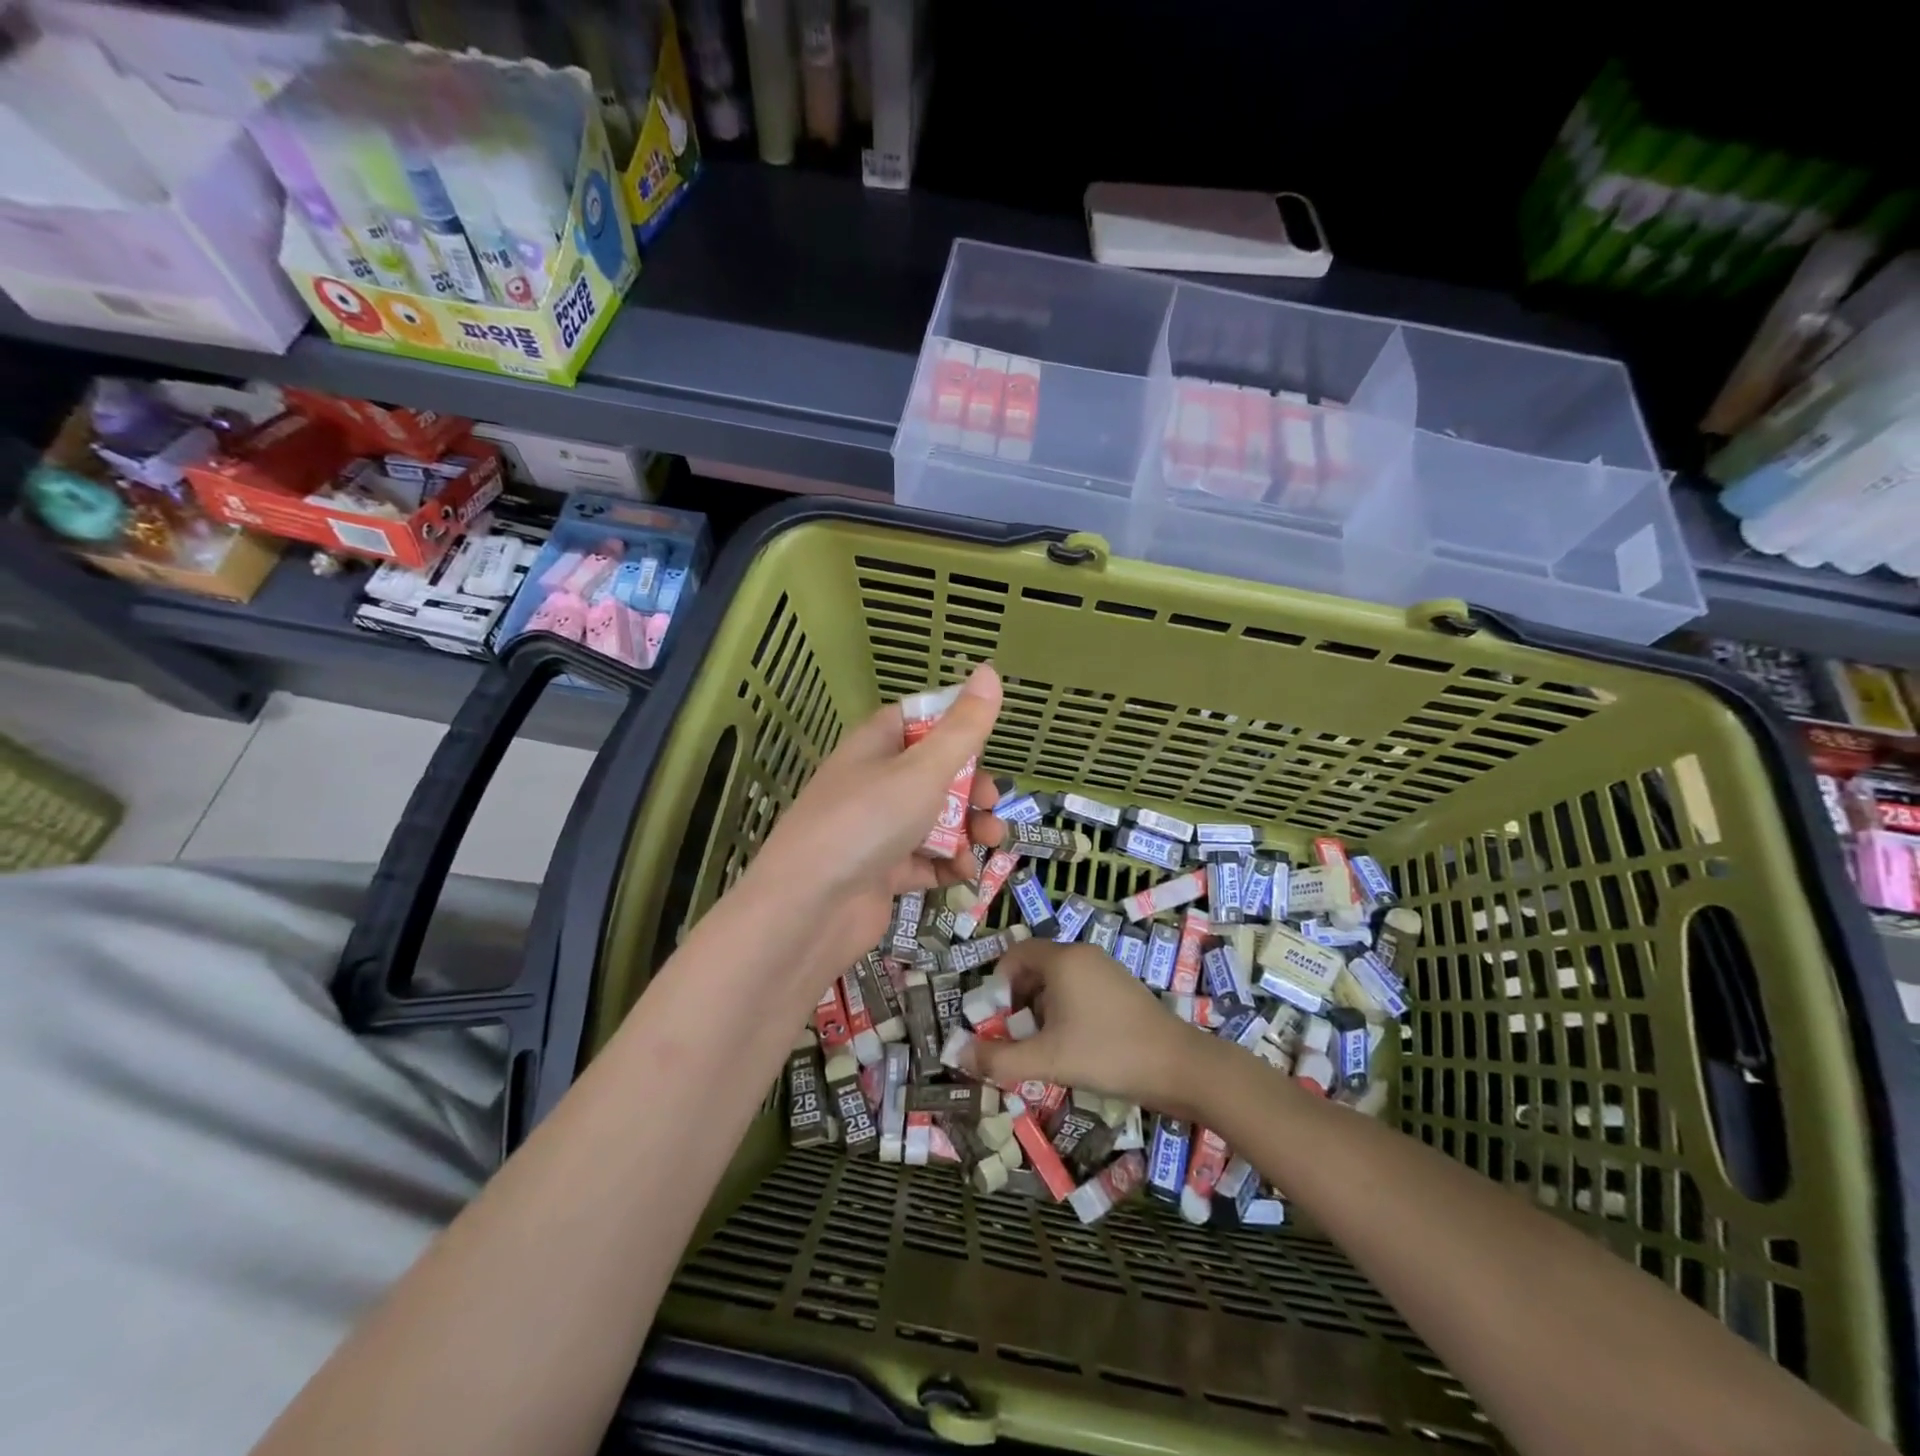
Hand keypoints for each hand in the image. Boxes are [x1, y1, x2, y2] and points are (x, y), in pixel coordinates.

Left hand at [736, 663, 1005, 981]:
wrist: (809, 907)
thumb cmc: (868, 821)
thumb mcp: (924, 768)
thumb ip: (963, 728)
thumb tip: (990, 670)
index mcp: (875, 746)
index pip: (917, 720)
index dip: (954, 725)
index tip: (986, 739)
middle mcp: (874, 783)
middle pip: (934, 774)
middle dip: (971, 788)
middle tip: (992, 803)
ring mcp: (876, 830)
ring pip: (934, 819)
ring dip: (967, 829)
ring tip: (990, 843)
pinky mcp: (881, 872)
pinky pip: (924, 860)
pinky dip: (947, 865)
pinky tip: (964, 873)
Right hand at [959, 939, 1217, 1114]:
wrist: (1180, 1067)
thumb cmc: (1108, 1054)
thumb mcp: (1047, 1060)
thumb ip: (999, 1058)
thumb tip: (957, 1055)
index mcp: (1063, 959)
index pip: (1016, 953)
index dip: (998, 983)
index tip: (997, 1018)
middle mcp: (1084, 956)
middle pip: (1036, 968)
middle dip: (1019, 1002)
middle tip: (1017, 1038)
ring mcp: (1107, 971)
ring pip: (1059, 983)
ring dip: (1043, 1011)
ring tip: (1045, 1050)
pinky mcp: (1123, 989)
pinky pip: (1081, 991)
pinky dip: (1067, 1013)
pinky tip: (1076, 1049)